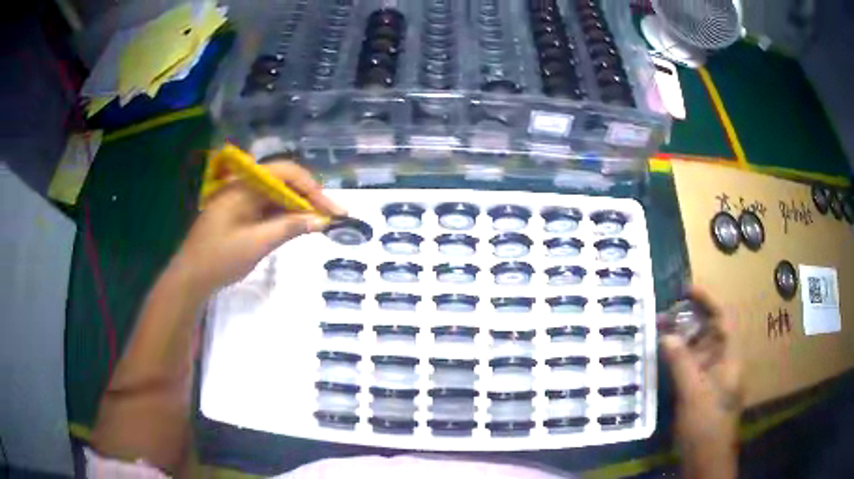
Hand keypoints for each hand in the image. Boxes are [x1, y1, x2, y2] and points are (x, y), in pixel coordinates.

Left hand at [171, 159, 344, 295]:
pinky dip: (284, 216)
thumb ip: (289, 228)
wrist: (190, 278)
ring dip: (299, 207)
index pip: (285, 173)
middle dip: (309, 197)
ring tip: (321, 222)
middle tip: (332, 217)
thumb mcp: (256, 244)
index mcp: (244, 186)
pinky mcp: (240, 213)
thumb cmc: (219, 259)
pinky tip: (298, 226)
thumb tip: (321, 220)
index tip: (333, 210)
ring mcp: (241, 200)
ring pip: (277, 195)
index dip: (313, 188)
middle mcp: (244, 187)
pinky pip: (267, 208)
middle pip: (283, 182)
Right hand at [660, 287, 742, 477]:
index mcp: (729, 357)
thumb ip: (681, 363)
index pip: (723, 319)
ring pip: (699, 347)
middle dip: (690, 317)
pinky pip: (691, 363)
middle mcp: (723, 361)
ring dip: (682, 336)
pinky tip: (664, 353)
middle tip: (665, 312)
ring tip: (660, 328)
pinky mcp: (701, 387)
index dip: (708, 300)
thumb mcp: (693, 394)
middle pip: (710, 330)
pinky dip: (678, 355)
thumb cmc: (706, 424)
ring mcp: (712, 375)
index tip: (687, 289)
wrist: (705, 457)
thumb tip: (666, 335)